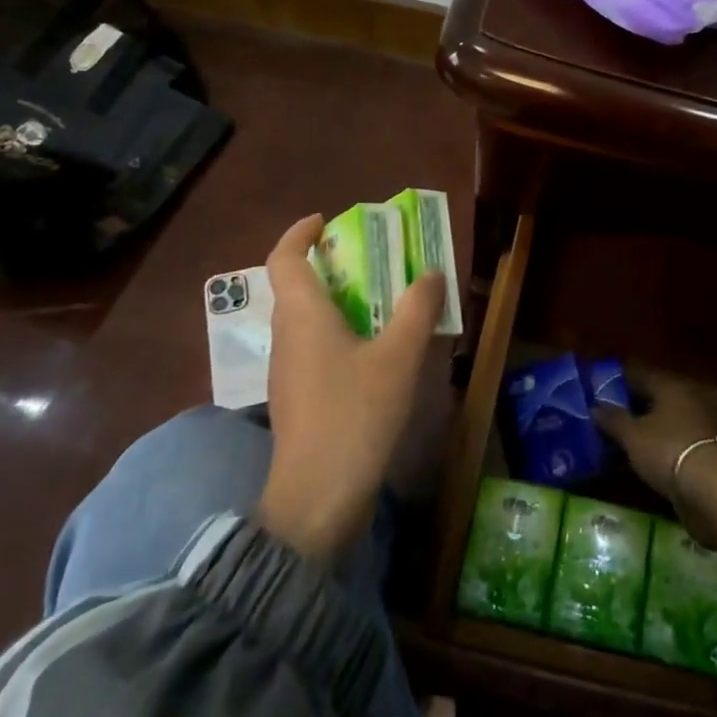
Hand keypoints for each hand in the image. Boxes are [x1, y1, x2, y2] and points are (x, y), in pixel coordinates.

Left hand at [256, 214, 445, 561]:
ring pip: (307, 320)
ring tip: (381, 302)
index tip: (325, 221)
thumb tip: (431, 273)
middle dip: (330, 266)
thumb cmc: (355, 413)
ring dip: (337, 302)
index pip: (285, 258)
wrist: (318, 495)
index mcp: (302, 315)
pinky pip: (314, 348)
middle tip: (372, 260)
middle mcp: (286, 336)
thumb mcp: (398, 356)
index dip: (300, 234)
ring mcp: (287, 370)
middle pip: (297, 286)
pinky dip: (338, 334)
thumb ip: (416, 310)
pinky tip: (373, 352)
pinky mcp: (297, 398)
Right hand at [595, 379, 716, 544]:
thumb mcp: (633, 436)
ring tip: (619, 443)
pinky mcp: (705, 455)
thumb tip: (595, 406)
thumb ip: (613, 420)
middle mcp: (687, 402)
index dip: (618, 382)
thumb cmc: (668, 450)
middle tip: (605, 418)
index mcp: (670, 388)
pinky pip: (673, 446)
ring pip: (664, 425)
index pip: (640, 376)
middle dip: (631, 408)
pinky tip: (641, 462)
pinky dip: (658, 451)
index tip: (598, 390)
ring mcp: (699, 429)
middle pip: (654, 400)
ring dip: (645, 432)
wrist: (715, 490)